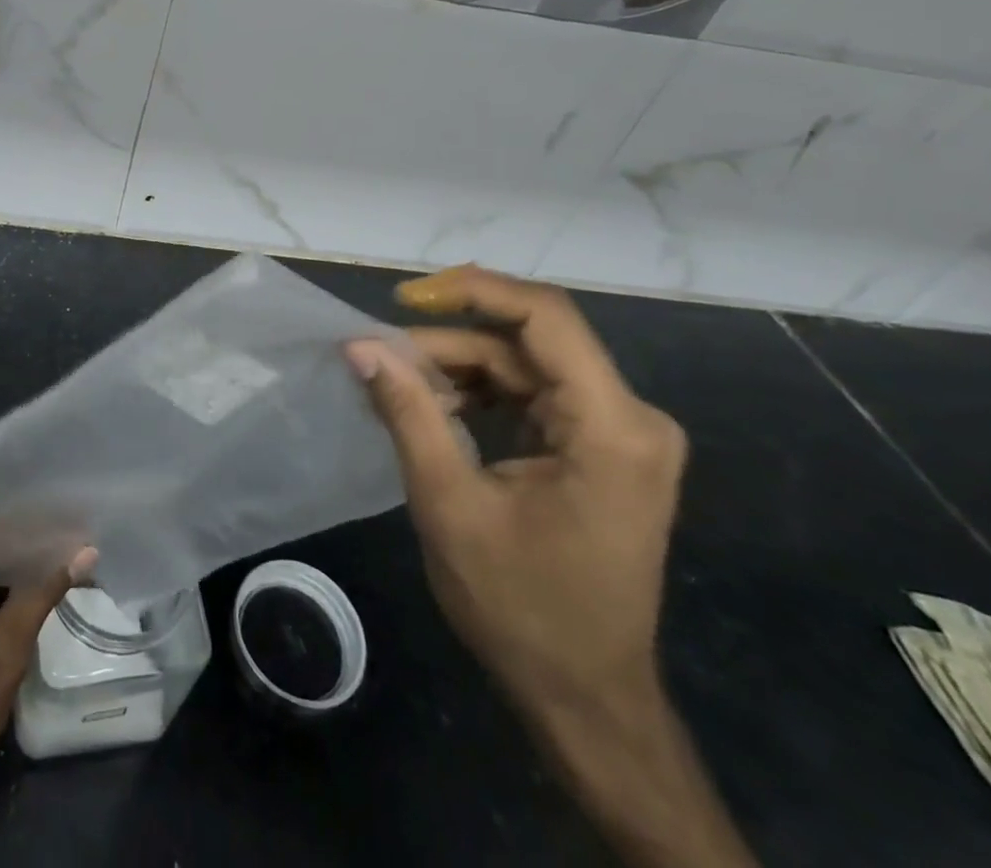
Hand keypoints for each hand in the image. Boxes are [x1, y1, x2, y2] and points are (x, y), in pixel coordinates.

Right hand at [346, 265, 684, 716]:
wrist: (586, 699)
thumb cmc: (521, 608)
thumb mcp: (449, 504)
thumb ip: (407, 412)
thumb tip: (359, 345)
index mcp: (612, 429)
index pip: (544, 316)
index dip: (471, 290)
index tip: (404, 297)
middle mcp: (631, 418)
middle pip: (526, 344)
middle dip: (448, 345)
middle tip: (380, 361)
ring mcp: (621, 434)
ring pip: (525, 367)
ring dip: (459, 371)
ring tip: (399, 390)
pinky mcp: (603, 449)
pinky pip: (534, 396)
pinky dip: (480, 396)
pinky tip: (435, 412)